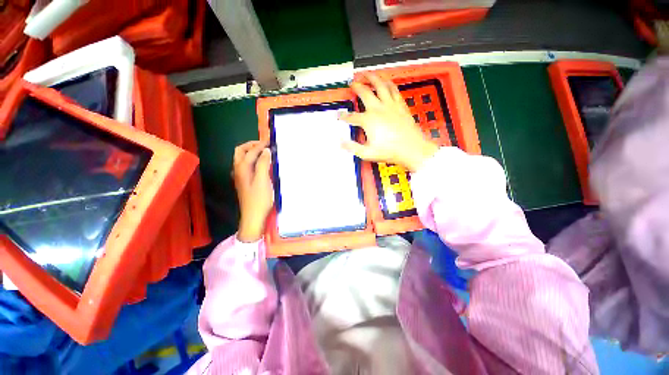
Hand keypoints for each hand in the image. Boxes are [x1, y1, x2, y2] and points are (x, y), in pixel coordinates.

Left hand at [233, 140, 273, 242]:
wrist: (253, 216)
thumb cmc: (259, 198)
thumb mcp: (263, 180)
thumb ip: (262, 164)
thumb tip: (266, 151)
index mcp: (242, 168)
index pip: (250, 151)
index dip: (260, 145)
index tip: (270, 141)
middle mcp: (238, 170)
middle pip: (240, 151)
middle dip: (251, 145)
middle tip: (264, 145)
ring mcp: (240, 176)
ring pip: (242, 158)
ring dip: (252, 152)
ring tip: (264, 152)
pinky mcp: (244, 182)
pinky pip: (246, 165)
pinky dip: (253, 160)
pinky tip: (261, 164)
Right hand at [340, 73, 438, 171]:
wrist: (412, 149)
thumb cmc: (389, 151)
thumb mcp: (367, 153)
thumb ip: (352, 147)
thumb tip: (340, 142)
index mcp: (368, 120)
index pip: (352, 117)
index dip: (343, 116)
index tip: (338, 114)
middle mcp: (378, 109)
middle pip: (365, 93)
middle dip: (357, 87)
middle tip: (352, 83)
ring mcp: (390, 105)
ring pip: (380, 85)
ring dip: (372, 78)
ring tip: (367, 73)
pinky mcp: (400, 105)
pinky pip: (394, 90)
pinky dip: (389, 83)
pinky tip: (386, 81)